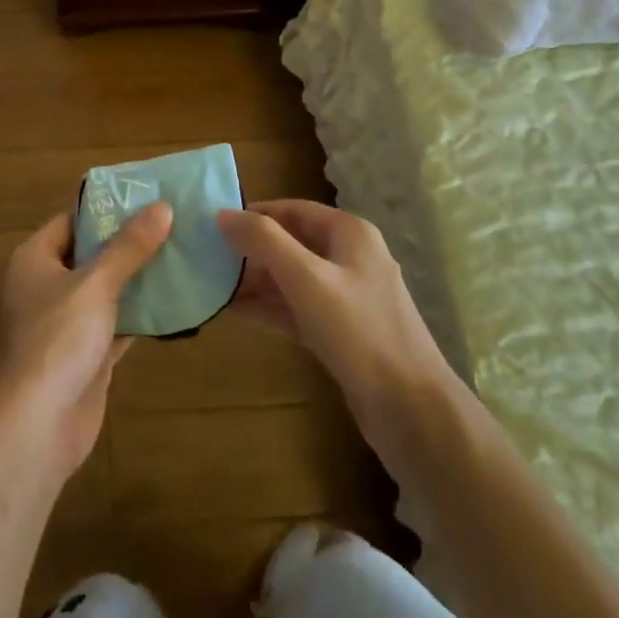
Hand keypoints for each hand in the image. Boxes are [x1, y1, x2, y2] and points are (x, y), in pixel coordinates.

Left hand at [0, 203, 172, 481]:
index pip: (71, 221)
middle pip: (91, 255)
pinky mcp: (85, 356)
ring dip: (138, 280)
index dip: (106, 209)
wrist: (36, 426)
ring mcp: (65, 324)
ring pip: (106, 291)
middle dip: (129, 244)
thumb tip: (162, 207)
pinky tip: (175, 302)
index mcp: (34, 260)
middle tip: (173, 225)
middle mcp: (46, 287)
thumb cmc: (56, 339)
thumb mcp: (96, 284)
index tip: (147, 199)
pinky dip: (140, 315)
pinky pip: (116, 324)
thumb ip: (129, 247)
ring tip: (182, 255)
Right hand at [217, 201, 459, 469]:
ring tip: (213, 284)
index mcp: (349, 233)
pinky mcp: (342, 331)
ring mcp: (347, 296)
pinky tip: (235, 312)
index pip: (293, 209)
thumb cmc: (359, 331)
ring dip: (256, 280)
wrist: (411, 408)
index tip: (214, 224)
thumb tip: (223, 213)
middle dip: (251, 250)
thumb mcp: (307, 279)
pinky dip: (270, 307)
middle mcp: (350, 257)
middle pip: (291, 242)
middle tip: (207, 257)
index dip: (254, 214)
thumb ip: (264, 242)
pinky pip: (298, 308)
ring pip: (292, 278)